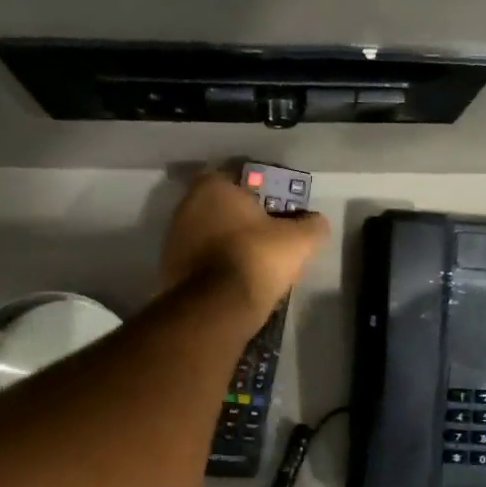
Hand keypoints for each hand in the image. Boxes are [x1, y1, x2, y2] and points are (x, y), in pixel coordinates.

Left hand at [159, 168, 328, 319]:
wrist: (215, 308)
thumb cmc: (256, 257)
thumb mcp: (299, 240)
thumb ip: (312, 225)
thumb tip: (316, 222)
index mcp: (213, 187)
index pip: (238, 178)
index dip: (260, 192)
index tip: (277, 208)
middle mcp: (186, 206)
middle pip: (222, 207)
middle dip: (242, 219)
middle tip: (268, 235)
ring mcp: (174, 239)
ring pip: (209, 234)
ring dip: (228, 244)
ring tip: (254, 262)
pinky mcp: (169, 269)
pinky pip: (200, 261)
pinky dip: (216, 266)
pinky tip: (236, 280)